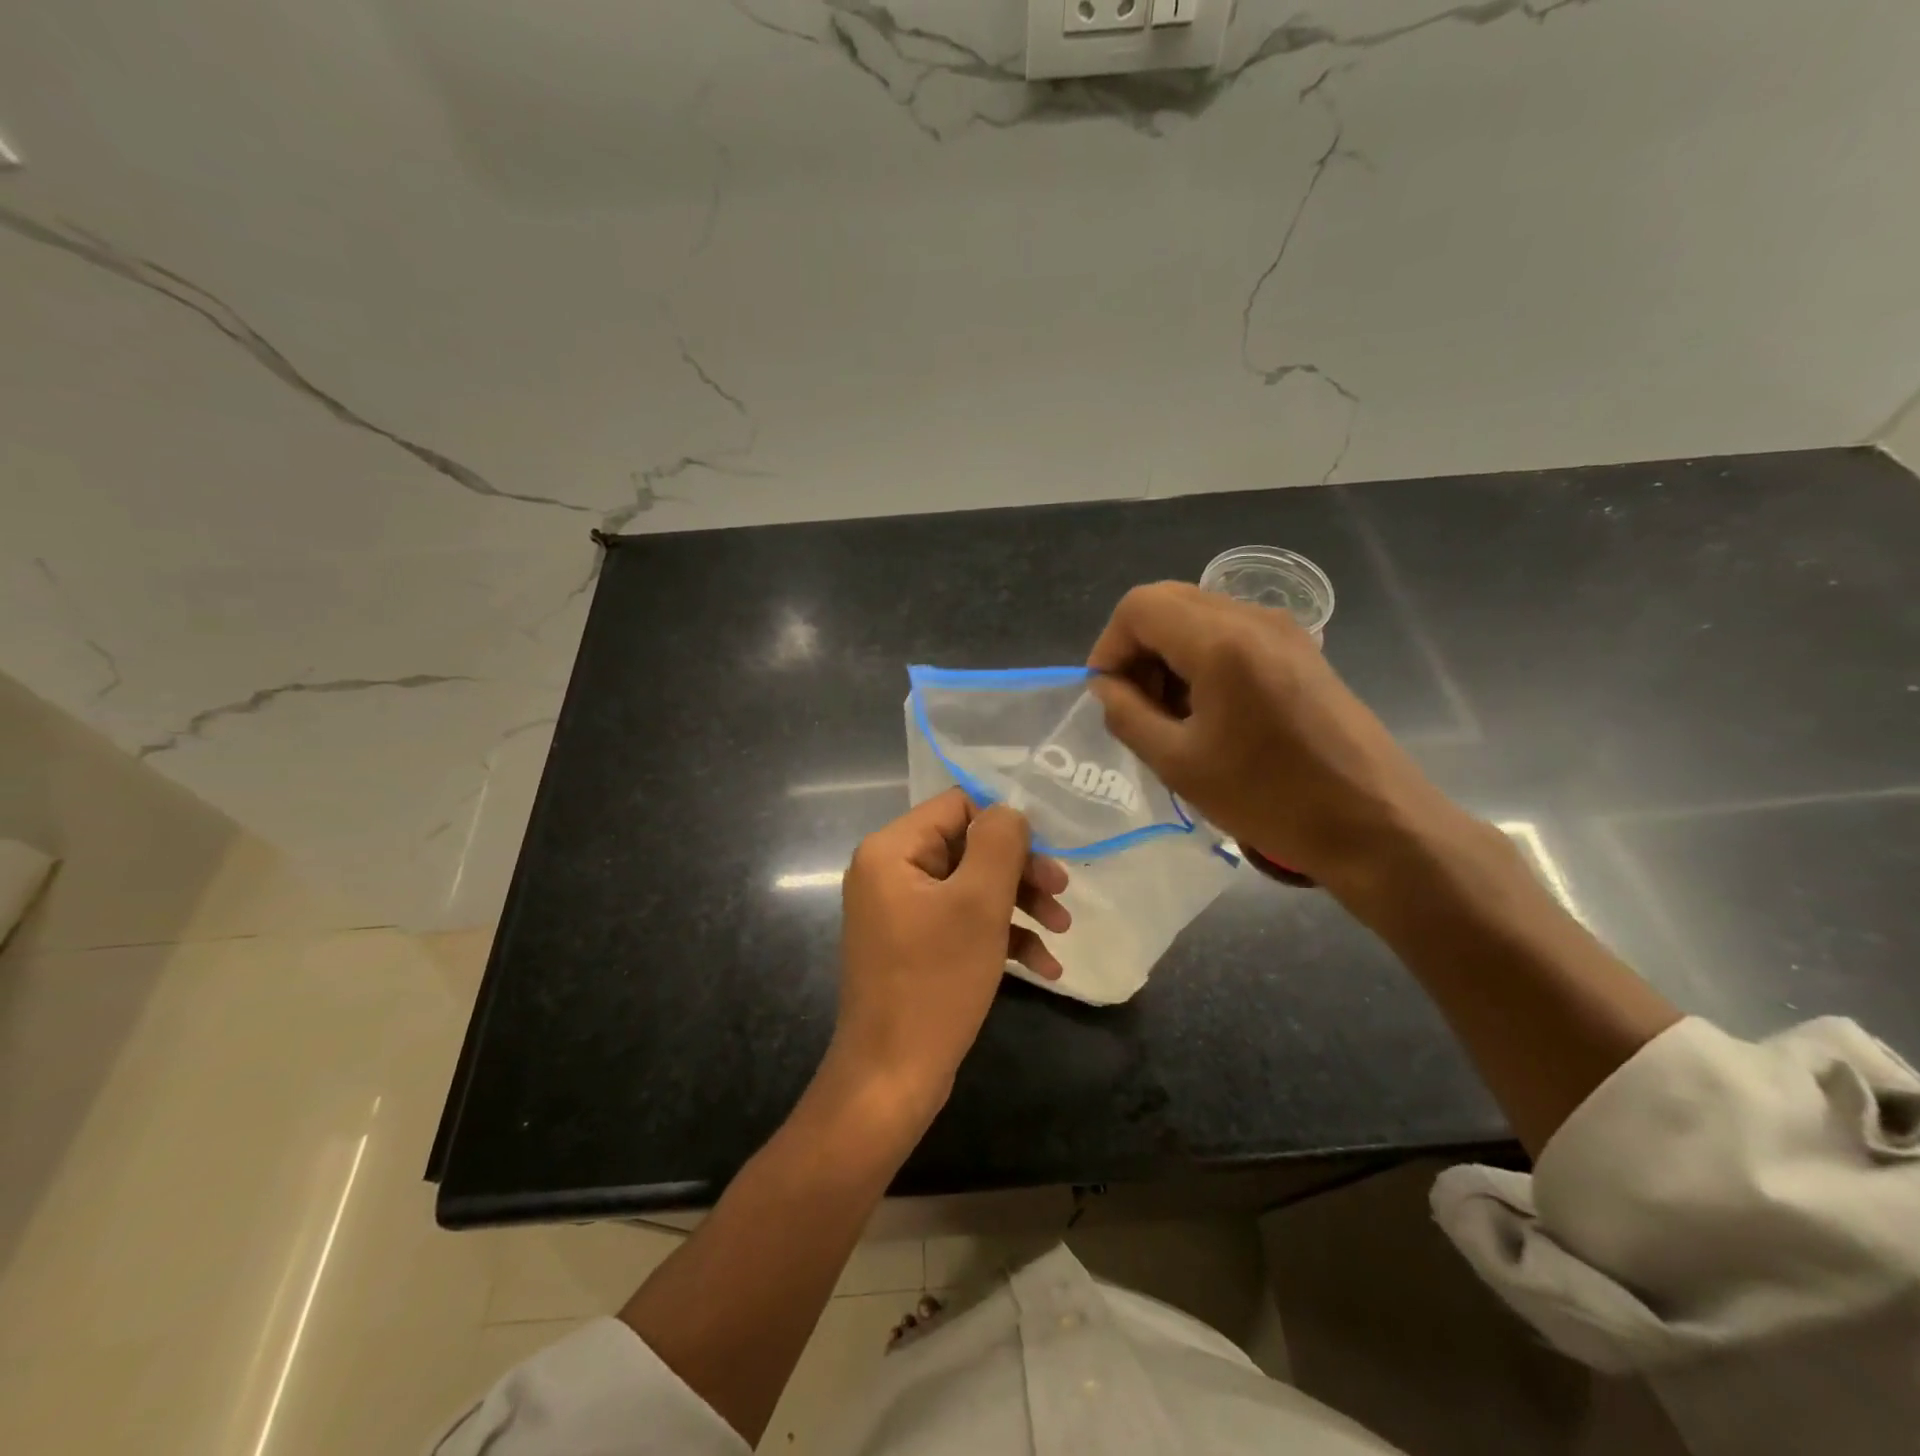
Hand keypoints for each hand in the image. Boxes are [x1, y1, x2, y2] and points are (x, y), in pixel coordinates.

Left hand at [820, 788, 1069, 1138]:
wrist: (891, 1077)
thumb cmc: (935, 981)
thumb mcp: (979, 904)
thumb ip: (999, 843)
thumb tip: (1009, 811)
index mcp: (891, 850)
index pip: (956, 805)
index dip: (1004, 823)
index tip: (1046, 850)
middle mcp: (889, 872)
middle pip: (967, 847)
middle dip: (1019, 870)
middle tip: (1063, 892)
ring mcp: (899, 912)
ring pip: (970, 888)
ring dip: (1019, 905)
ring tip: (1062, 931)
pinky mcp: (913, 947)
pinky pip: (961, 924)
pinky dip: (1000, 937)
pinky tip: (1045, 968)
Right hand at [1087, 581, 1453, 896]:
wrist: (1375, 823)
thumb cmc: (1270, 798)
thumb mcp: (1179, 764)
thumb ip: (1127, 714)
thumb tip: (1106, 686)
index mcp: (1220, 641)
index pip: (1138, 606)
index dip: (1109, 647)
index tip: (1108, 696)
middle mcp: (1252, 618)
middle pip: (1168, 602)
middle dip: (1138, 648)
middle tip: (1137, 706)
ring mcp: (1283, 630)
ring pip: (1199, 616)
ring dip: (1170, 655)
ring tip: (1173, 716)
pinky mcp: (1301, 650)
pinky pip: (1231, 634)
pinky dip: (1203, 660)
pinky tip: (1211, 713)